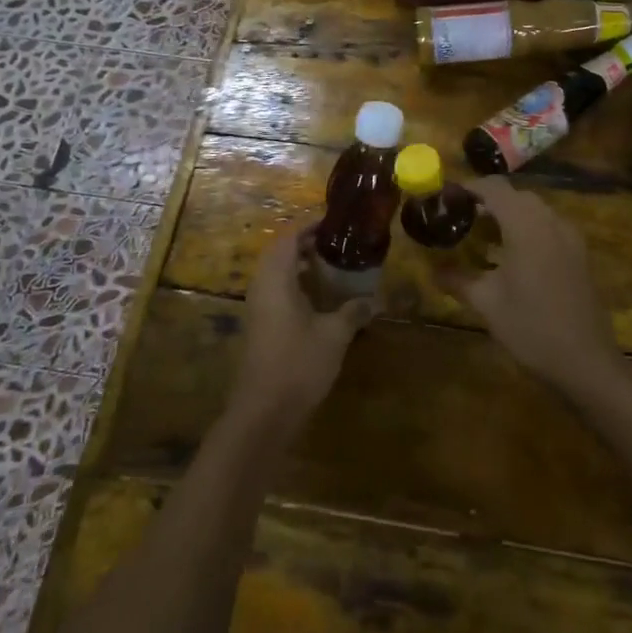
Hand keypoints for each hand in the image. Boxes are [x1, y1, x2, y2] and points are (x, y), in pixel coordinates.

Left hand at [231, 222, 373, 431]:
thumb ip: (353, 312)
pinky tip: (319, 298)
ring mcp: (257, 308)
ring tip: (331, 266)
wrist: (264, 411)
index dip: (309, 225)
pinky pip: (276, 292)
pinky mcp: (259, 327)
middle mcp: (261, 287)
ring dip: (300, 265)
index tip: (334, 221)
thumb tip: (373, 300)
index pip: (289, 238)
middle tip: (336, 242)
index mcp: (276, 279)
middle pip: (280, 253)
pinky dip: (295, 285)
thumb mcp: (334, 335)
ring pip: (276, 274)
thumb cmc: (298, 364)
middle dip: (306, 243)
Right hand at [438, 178, 623, 394]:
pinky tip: (513, 256)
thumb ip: (458, 280)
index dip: (470, 187)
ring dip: (509, 215)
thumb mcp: (487, 304)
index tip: (447, 197)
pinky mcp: (580, 254)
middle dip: (488, 201)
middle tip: (462, 219)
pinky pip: (549, 227)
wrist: (586, 361)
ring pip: (535, 210)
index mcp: (526, 226)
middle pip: (516, 196)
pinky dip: (528, 229)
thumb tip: (433, 270)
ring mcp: (570, 237)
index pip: (495, 188)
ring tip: (483, 237)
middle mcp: (551, 221)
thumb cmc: (531, 328)